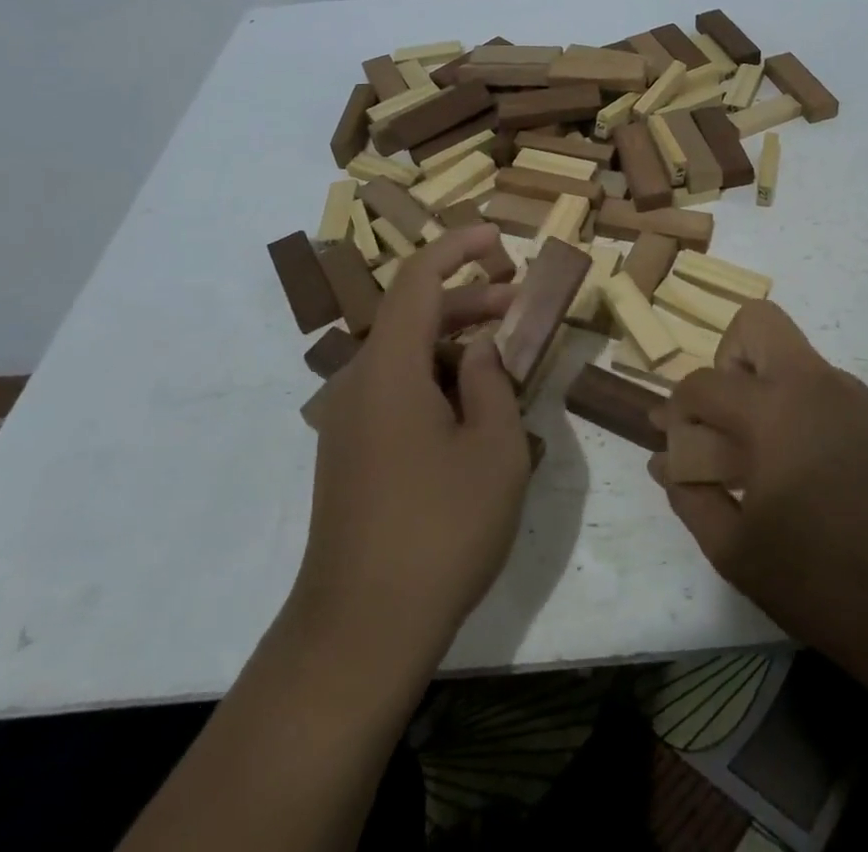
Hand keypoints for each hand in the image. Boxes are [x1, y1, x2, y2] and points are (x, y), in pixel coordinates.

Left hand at [290, 226, 528, 672]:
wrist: (359, 632)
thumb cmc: (439, 529)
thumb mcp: (494, 449)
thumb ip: (492, 382)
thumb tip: (481, 348)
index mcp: (389, 368)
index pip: (419, 280)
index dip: (457, 246)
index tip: (496, 235)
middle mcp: (359, 383)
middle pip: (413, 316)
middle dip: (467, 300)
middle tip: (518, 305)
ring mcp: (349, 421)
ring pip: (406, 357)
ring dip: (454, 345)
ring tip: (505, 364)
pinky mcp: (350, 454)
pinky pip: (395, 391)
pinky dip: (436, 380)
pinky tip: (473, 414)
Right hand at [649, 302, 867, 677]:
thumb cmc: (819, 580)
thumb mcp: (733, 549)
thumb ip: (689, 494)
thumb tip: (664, 461)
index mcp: (773, 411)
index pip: (704, 383)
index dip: (678, 409)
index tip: (675, 441)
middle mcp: (815, 385)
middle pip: (758, 322)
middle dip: (728, 358)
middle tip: (728, 418)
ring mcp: (855, 396)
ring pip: (794, 358)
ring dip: (768, 389)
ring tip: (770, 459)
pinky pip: (826, 390)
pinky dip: (803, 412)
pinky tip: (812, 473)